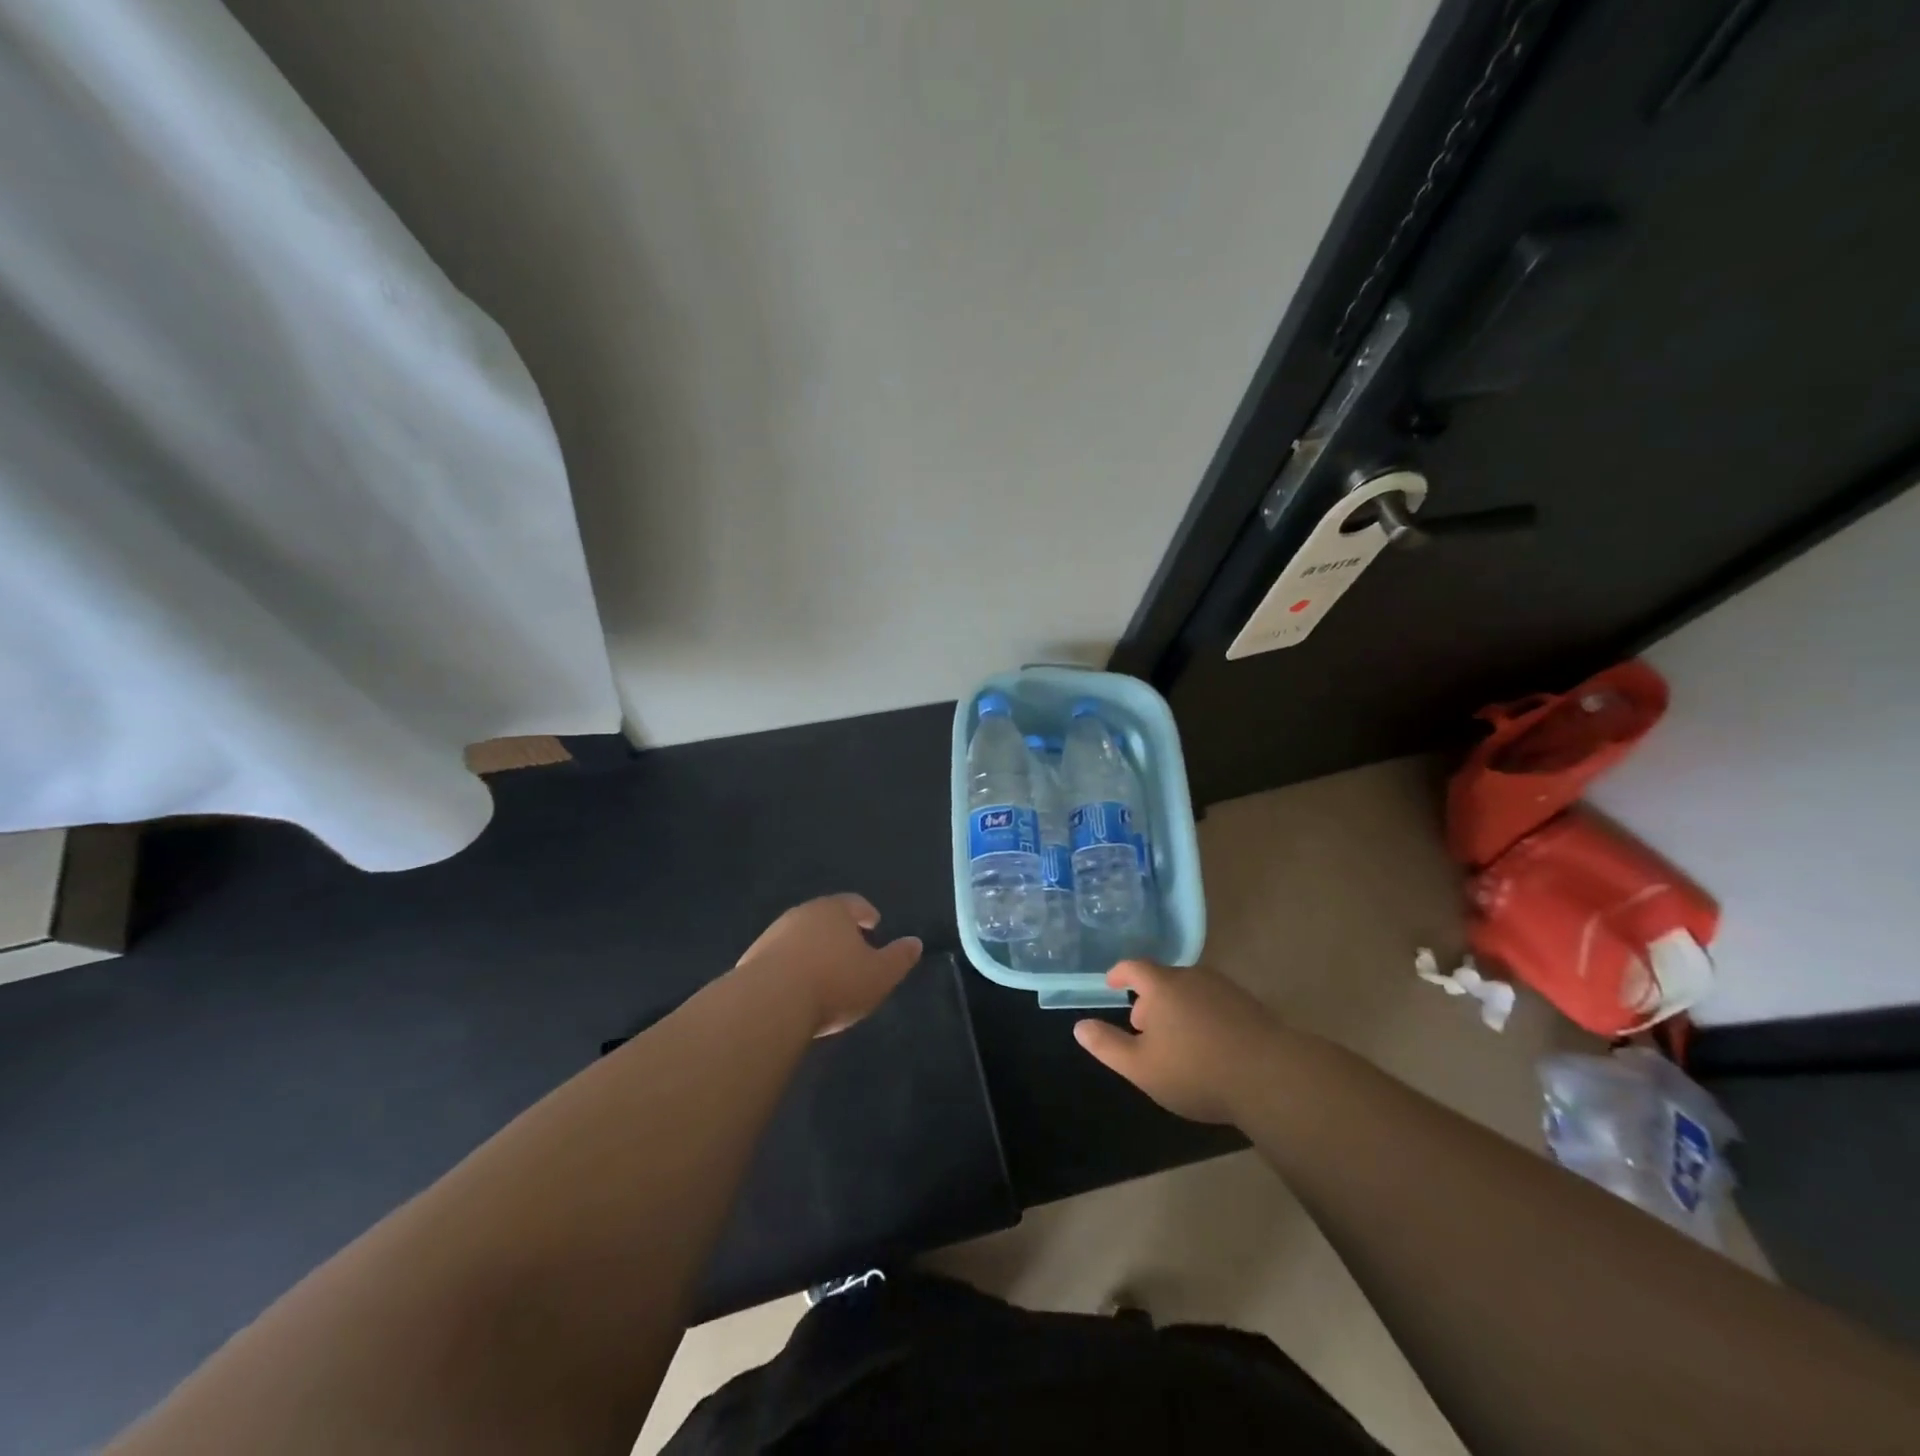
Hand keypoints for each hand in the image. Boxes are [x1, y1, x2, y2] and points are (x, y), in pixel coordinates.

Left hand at [735, 894, 921, 1036]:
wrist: (769, 1004)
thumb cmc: (834, 983)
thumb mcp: (879, 975)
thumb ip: (899, 958)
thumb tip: (915, 942)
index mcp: (834, 911)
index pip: (854, 903)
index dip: (865, 913)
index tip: (873, 924)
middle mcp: (801, 914)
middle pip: (824, 917)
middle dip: (838, 931)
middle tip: (850, 948)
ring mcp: (772, 935)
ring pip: (799, 936)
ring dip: (811, 949)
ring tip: (823, 972)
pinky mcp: (751, 960)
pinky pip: (779, 959)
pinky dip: (790, 967)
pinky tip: (796, 988)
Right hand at [1074, 961, 1282, 1124]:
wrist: (1272, 1076)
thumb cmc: (1196, 1070)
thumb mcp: (1141, 1067)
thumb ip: (1107, 1046)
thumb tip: (1079, 1026)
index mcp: (1162, 986)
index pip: (1134, 967)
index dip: (1119, 974)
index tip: (1112, 984)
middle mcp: (1193, 977)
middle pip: (1163, 979)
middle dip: (1149, 999)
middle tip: (1143, 1028)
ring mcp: (1225, 989)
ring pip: (1191, 991)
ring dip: (1177, 1008)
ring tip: (1175, 1040)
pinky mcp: (1250, 1006)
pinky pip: (1215, 1003)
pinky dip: (1202, 1015)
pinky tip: (1208, 1046)